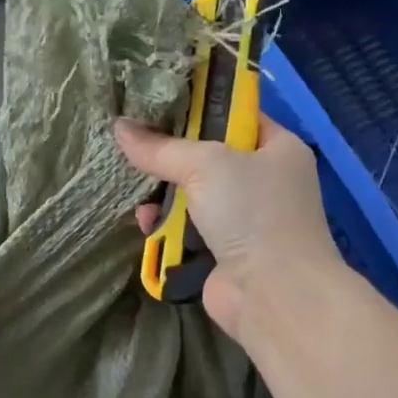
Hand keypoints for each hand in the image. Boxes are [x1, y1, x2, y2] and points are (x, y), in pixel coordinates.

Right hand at [114, 114, 343, 340]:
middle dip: (172, 157)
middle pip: (209, 158)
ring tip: (138, 193)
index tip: (158, 102)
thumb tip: (119, 126)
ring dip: (164, 197)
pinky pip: (188, 231)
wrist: (273, 294)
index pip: (237, 115)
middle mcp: (266, 181)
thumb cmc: (251, 212)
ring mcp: (246, 220)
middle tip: (136, 146)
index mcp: (278, 148)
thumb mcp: (206, 164)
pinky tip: (147, 225)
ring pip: (194, 196)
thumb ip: (161, 147)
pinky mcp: (225, 253)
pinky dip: (167, 228)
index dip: (200, 107)